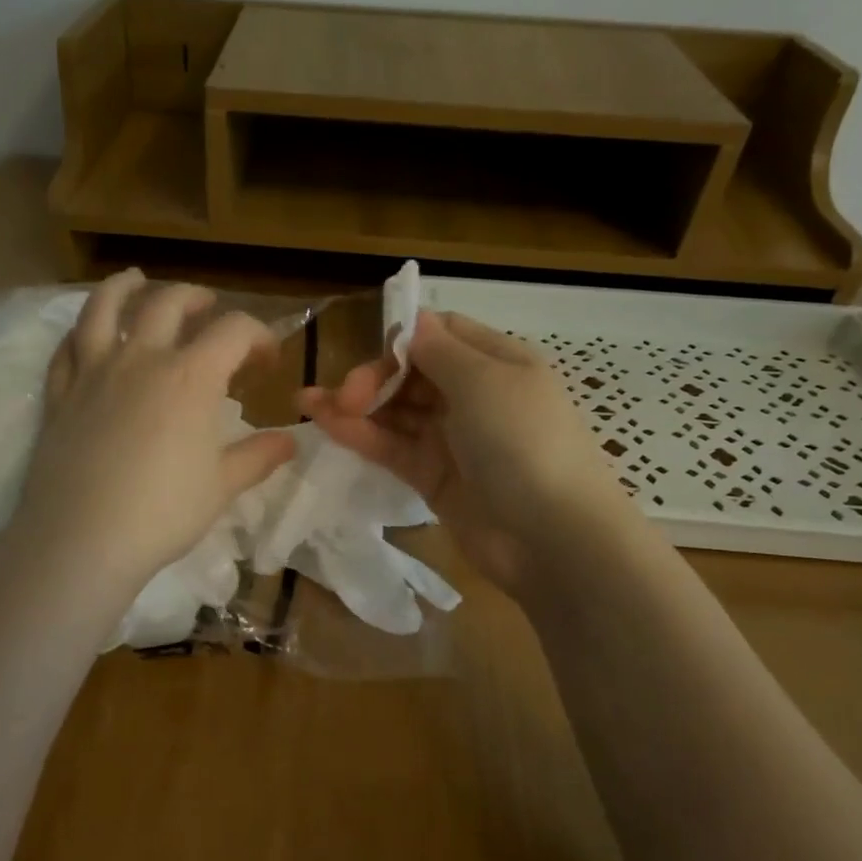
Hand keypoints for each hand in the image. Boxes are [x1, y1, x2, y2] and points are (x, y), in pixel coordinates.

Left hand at [10, 270, 295, 595]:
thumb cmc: (163, 512)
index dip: (258, 335)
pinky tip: (85, 334)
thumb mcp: (222, 486)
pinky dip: (79, 332)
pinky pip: (66, 349)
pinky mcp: (60, 395)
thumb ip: (258, 457)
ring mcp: (93, 372)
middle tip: (209, 308)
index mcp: (191, 376)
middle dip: (197, 298)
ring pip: (104, 308)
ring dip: (124, 286)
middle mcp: (141, 359)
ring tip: (136, 279)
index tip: (267, 359)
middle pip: (169, 302)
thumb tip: (291, 441)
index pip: (233, 330)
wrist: (83, 540)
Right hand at [298, 309, 626, 593]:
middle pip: (411, 373)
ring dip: (355, 405)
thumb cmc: (522, 442)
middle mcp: (474, 395)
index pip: (440, 334)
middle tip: (346, 396)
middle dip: (374, 377)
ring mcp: (452, 439)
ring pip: (396, 412)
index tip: (375, 352)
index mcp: (496, 362)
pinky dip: (361, 436)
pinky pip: (392, 447)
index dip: (403, 338)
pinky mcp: (432, 477)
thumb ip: (438, 349)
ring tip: (309, 405)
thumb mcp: (484, 380)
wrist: (552, 538)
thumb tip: (413, 322)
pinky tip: (326, 426)